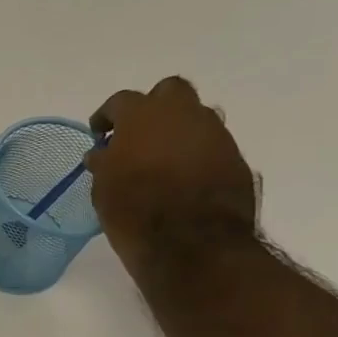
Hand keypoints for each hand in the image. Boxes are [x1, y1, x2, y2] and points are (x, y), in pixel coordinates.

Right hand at [87, 77, 257, 264]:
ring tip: (163, 159)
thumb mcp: (103, 188)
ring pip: (196, 117)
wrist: (193, 245)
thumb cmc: (134, 212)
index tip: (100, 134)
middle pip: (170, 91)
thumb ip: (104, 163)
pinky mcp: (237, 159)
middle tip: (139, 134)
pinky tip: (186, 179)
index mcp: (143, 115)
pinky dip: (198, 155)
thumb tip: (103, 153)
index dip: (107, 117)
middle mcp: (183, 114)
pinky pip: (212, 146)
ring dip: (179, 130)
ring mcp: (216, 134)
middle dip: (154, 107)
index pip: (120, 102)